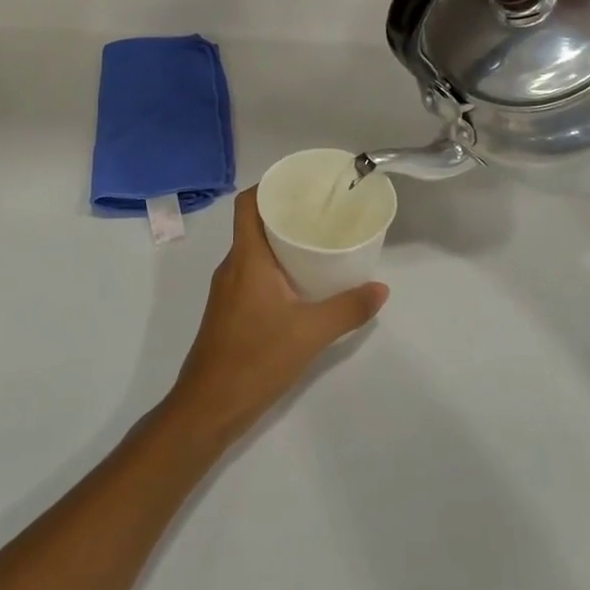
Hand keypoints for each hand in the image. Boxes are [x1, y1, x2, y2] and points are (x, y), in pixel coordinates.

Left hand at [165, 189, 387, 445]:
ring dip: (281, 241)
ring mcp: (228, 290)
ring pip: (254, 251)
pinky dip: (275, 267)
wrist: (208, 407)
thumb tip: (381, 288)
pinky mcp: (229, 310)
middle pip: (254, 224)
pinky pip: (253, 273)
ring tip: (317, 241)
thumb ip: (348, 309)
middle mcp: (232, 266)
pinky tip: (301, 281)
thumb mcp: (311, 333)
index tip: (301, 183)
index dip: (269, 185)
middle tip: (322, 211)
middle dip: (285, 212)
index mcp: (246, 258)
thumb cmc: (255, 359)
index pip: (247, 204)